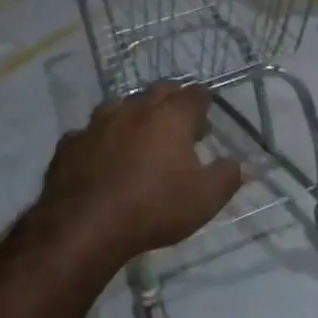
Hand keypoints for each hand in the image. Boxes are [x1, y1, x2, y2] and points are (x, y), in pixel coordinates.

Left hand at [39, 81, 243, 262]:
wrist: (85, 225)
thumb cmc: (154, 207)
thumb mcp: (204, 198)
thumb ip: (228, 177)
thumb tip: (247, 165)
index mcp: (171, 117)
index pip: (194, 94)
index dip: (203, 103)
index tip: (206, 116)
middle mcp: (134, 109)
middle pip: (157, 92)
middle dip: (171, 102)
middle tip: (179, 125)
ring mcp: (97, 124)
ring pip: (120, 107)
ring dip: (133, 116)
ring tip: (139, 138)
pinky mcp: (70, 144)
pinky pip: (89, 133)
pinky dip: (101, 140)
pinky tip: (101, 157)